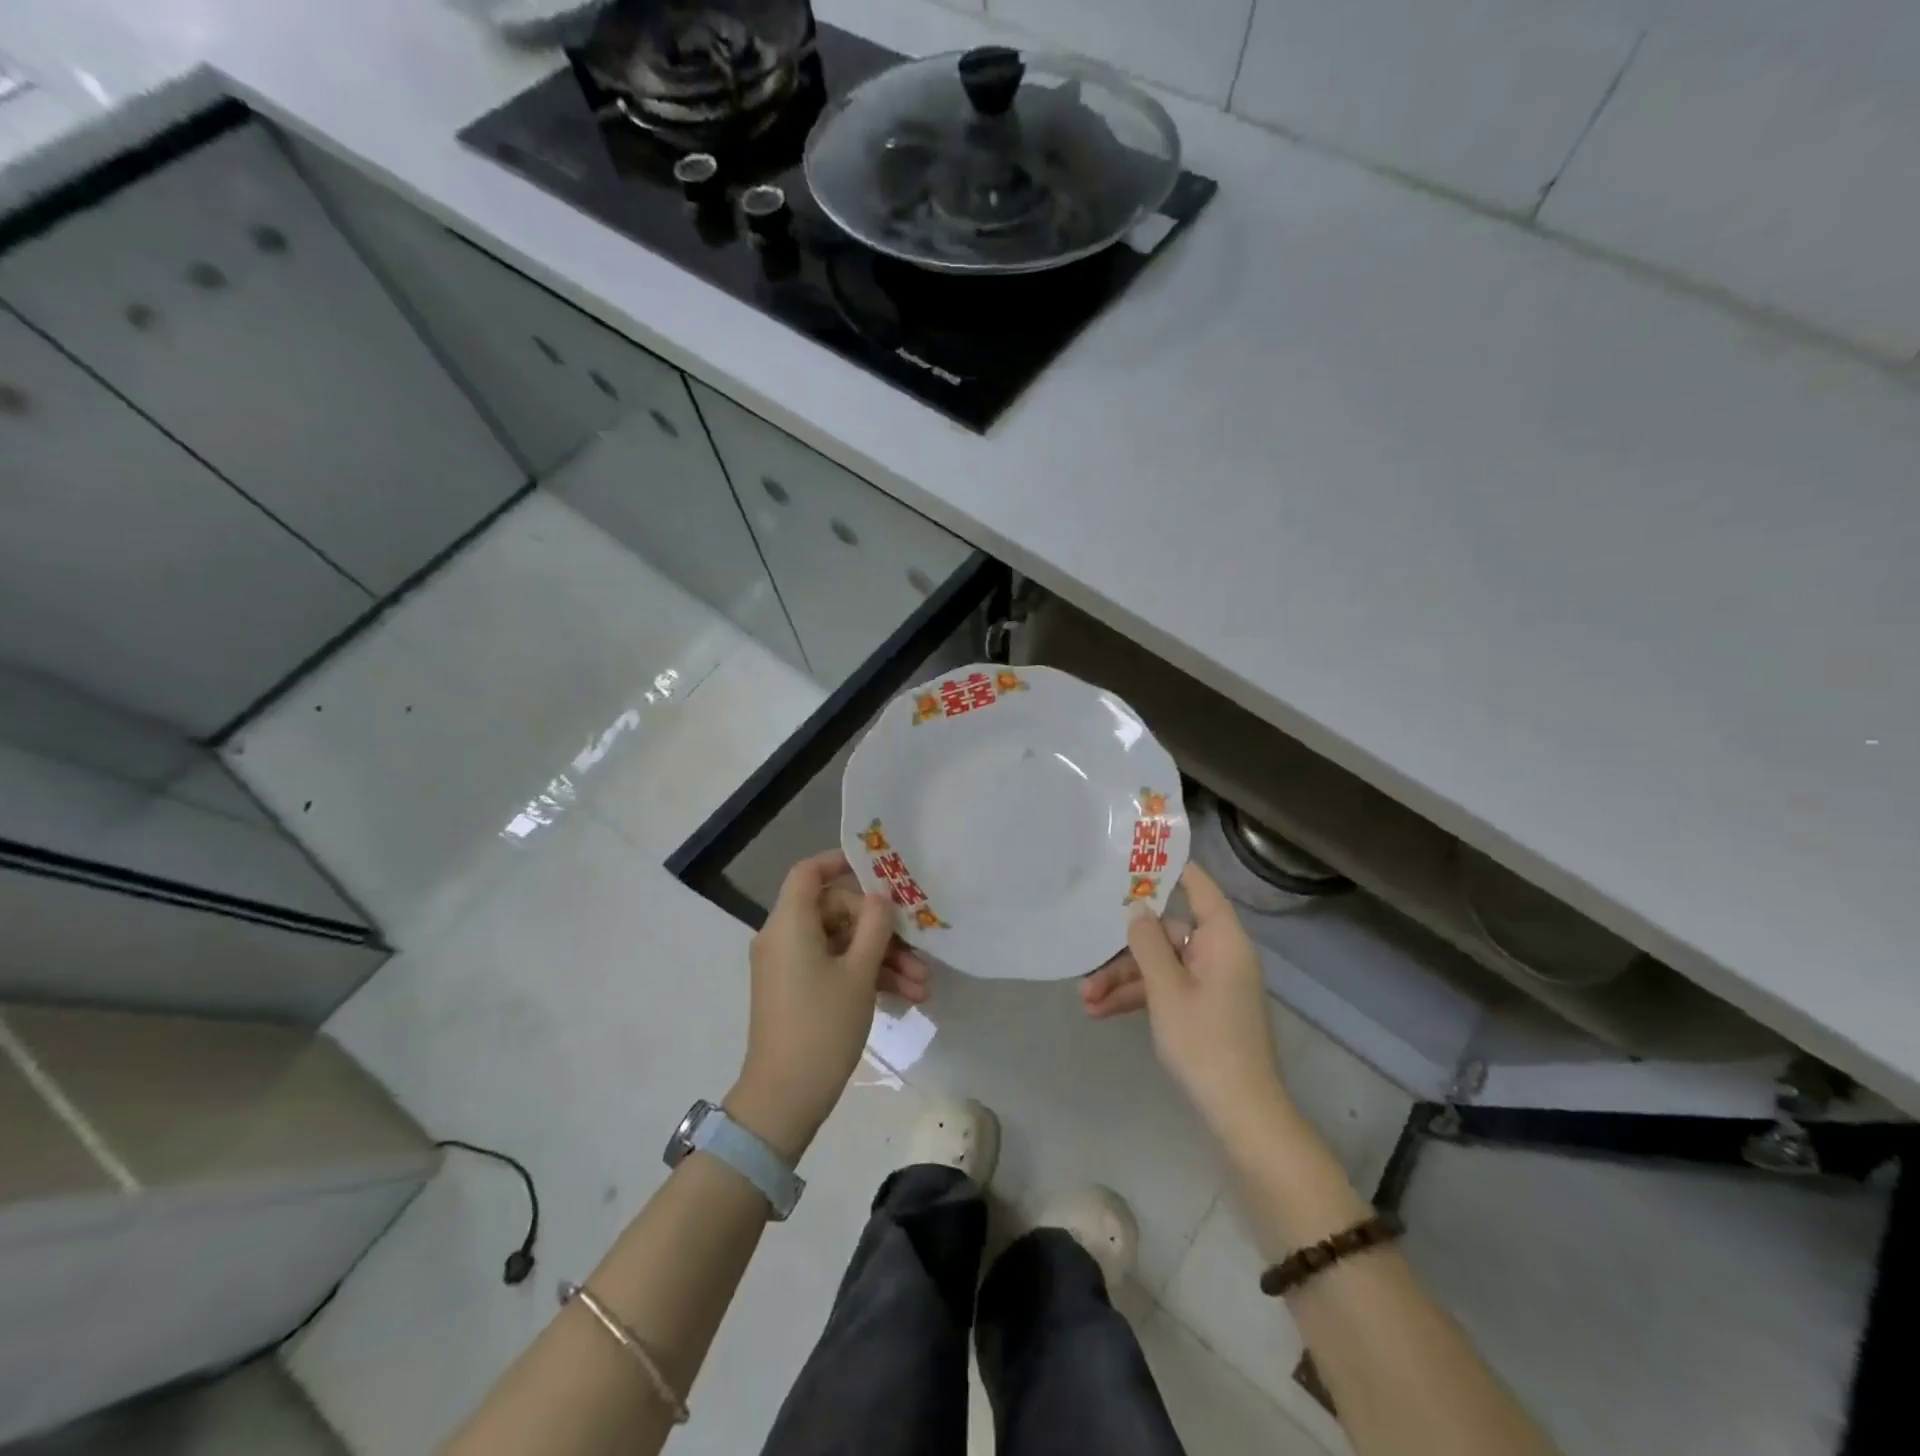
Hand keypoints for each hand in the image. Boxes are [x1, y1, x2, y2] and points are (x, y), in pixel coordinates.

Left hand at [728, 850, 924, 1162]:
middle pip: (835, 910)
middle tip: (918, 950)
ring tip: (923, 985)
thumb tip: (881, 895)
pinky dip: (864, 976)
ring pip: (841, 944)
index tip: (878, 869)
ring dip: (881, 959)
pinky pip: (833, 967)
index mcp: (790, 923)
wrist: (784, 1098)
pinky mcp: (797, 990)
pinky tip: (906, 996)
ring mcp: (789, 966)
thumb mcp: (859, 973)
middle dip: (880, 929)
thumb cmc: (822, 1026)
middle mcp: (784, 937)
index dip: (840, 862)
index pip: (809, 872)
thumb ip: (875, 926)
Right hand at [1097, 864, 1290, 1141]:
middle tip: (1087, 959)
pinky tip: (1101, 1012)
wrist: (1241, 1114)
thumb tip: (1136, 908)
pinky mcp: (1204, 1009)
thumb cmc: (1204, 1042)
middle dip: (1125, 949)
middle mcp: (1219, 954)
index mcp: (1222, 940)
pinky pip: (1168, 989)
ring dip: (1124, 979)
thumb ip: (1147, 944)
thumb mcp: (1166, 990)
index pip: (1198, 887)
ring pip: (1162, 965)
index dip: (1168, 870)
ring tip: (1084, 999)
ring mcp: (1212, 983)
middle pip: (1167, 933)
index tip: (1132, 859)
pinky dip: (1139, 998)